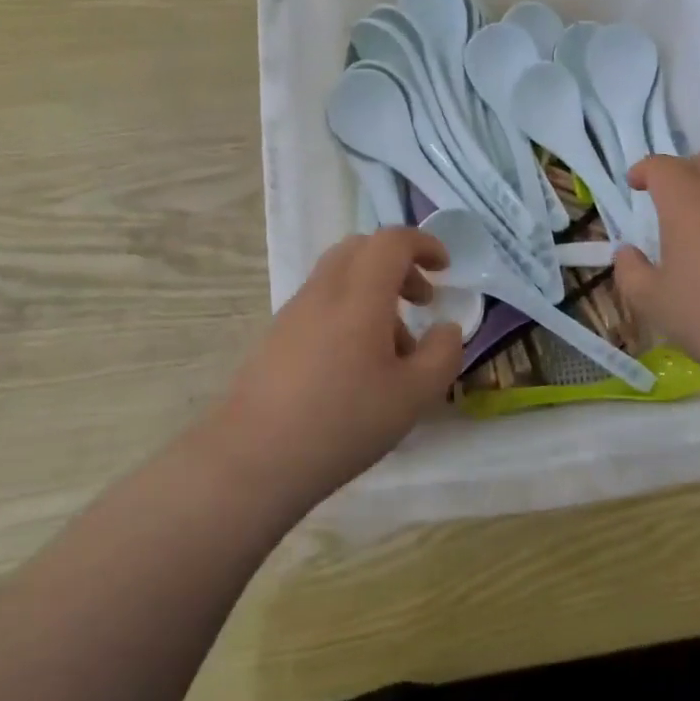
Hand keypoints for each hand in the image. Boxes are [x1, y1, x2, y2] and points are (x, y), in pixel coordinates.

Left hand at [213, 228, 462, 515]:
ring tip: (393, 349)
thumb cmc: (343, 422)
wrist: (253, 459)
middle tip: (420, 301)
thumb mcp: (415, 395)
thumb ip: (442, 354)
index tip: (445, 269)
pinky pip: (321, 304)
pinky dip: (349, 313)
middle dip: (398, 264)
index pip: (392, 241)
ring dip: (374, 293)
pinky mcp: (276, 337)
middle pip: (361, 248)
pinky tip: (356, 367)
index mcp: (360, 296)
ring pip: (340, 277)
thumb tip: (446, 328)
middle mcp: (324, 292)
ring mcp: (294, 313)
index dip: (424, 244)